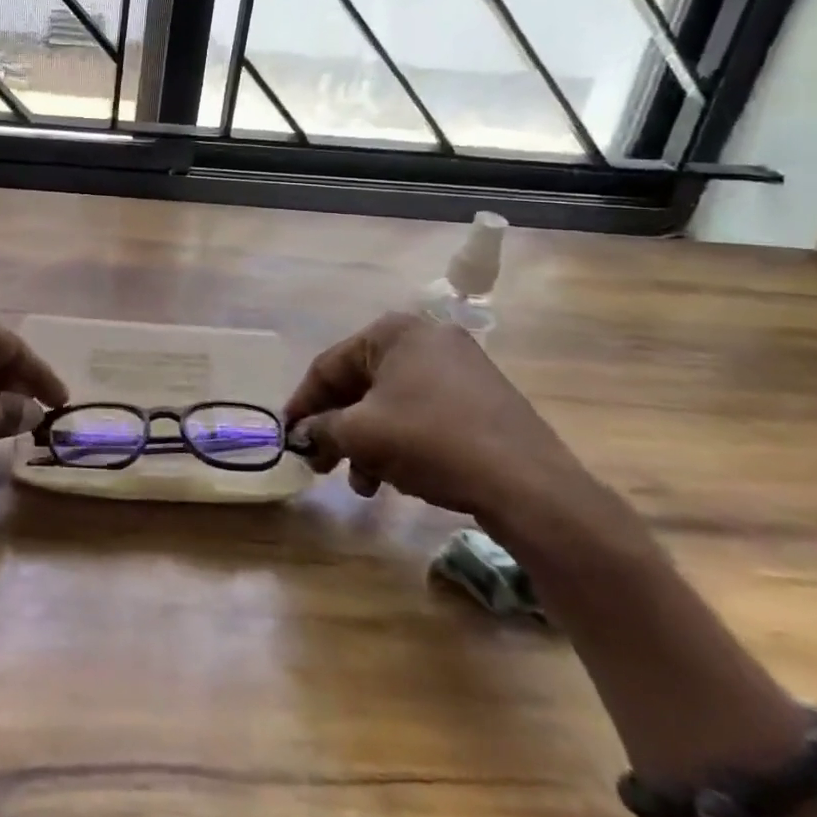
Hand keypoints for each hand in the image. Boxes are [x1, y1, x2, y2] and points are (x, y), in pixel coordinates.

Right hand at [284, 313, 609, 540]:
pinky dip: (400, 441)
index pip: (329, 365)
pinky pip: (423, 414)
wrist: (528, 485)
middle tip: (321, 463)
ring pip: (391, 404)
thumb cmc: (431, 441)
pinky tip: (396, 477)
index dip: (303, 404)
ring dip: (367, 443)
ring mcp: (460, 368)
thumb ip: (321, 428)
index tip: (288, 437)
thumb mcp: (361, 434)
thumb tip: (301, 435)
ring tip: (362, 483)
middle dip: (338, 428)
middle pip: (361, 384)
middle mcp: (427, 339)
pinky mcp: (482, 400)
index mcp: (394, 331)